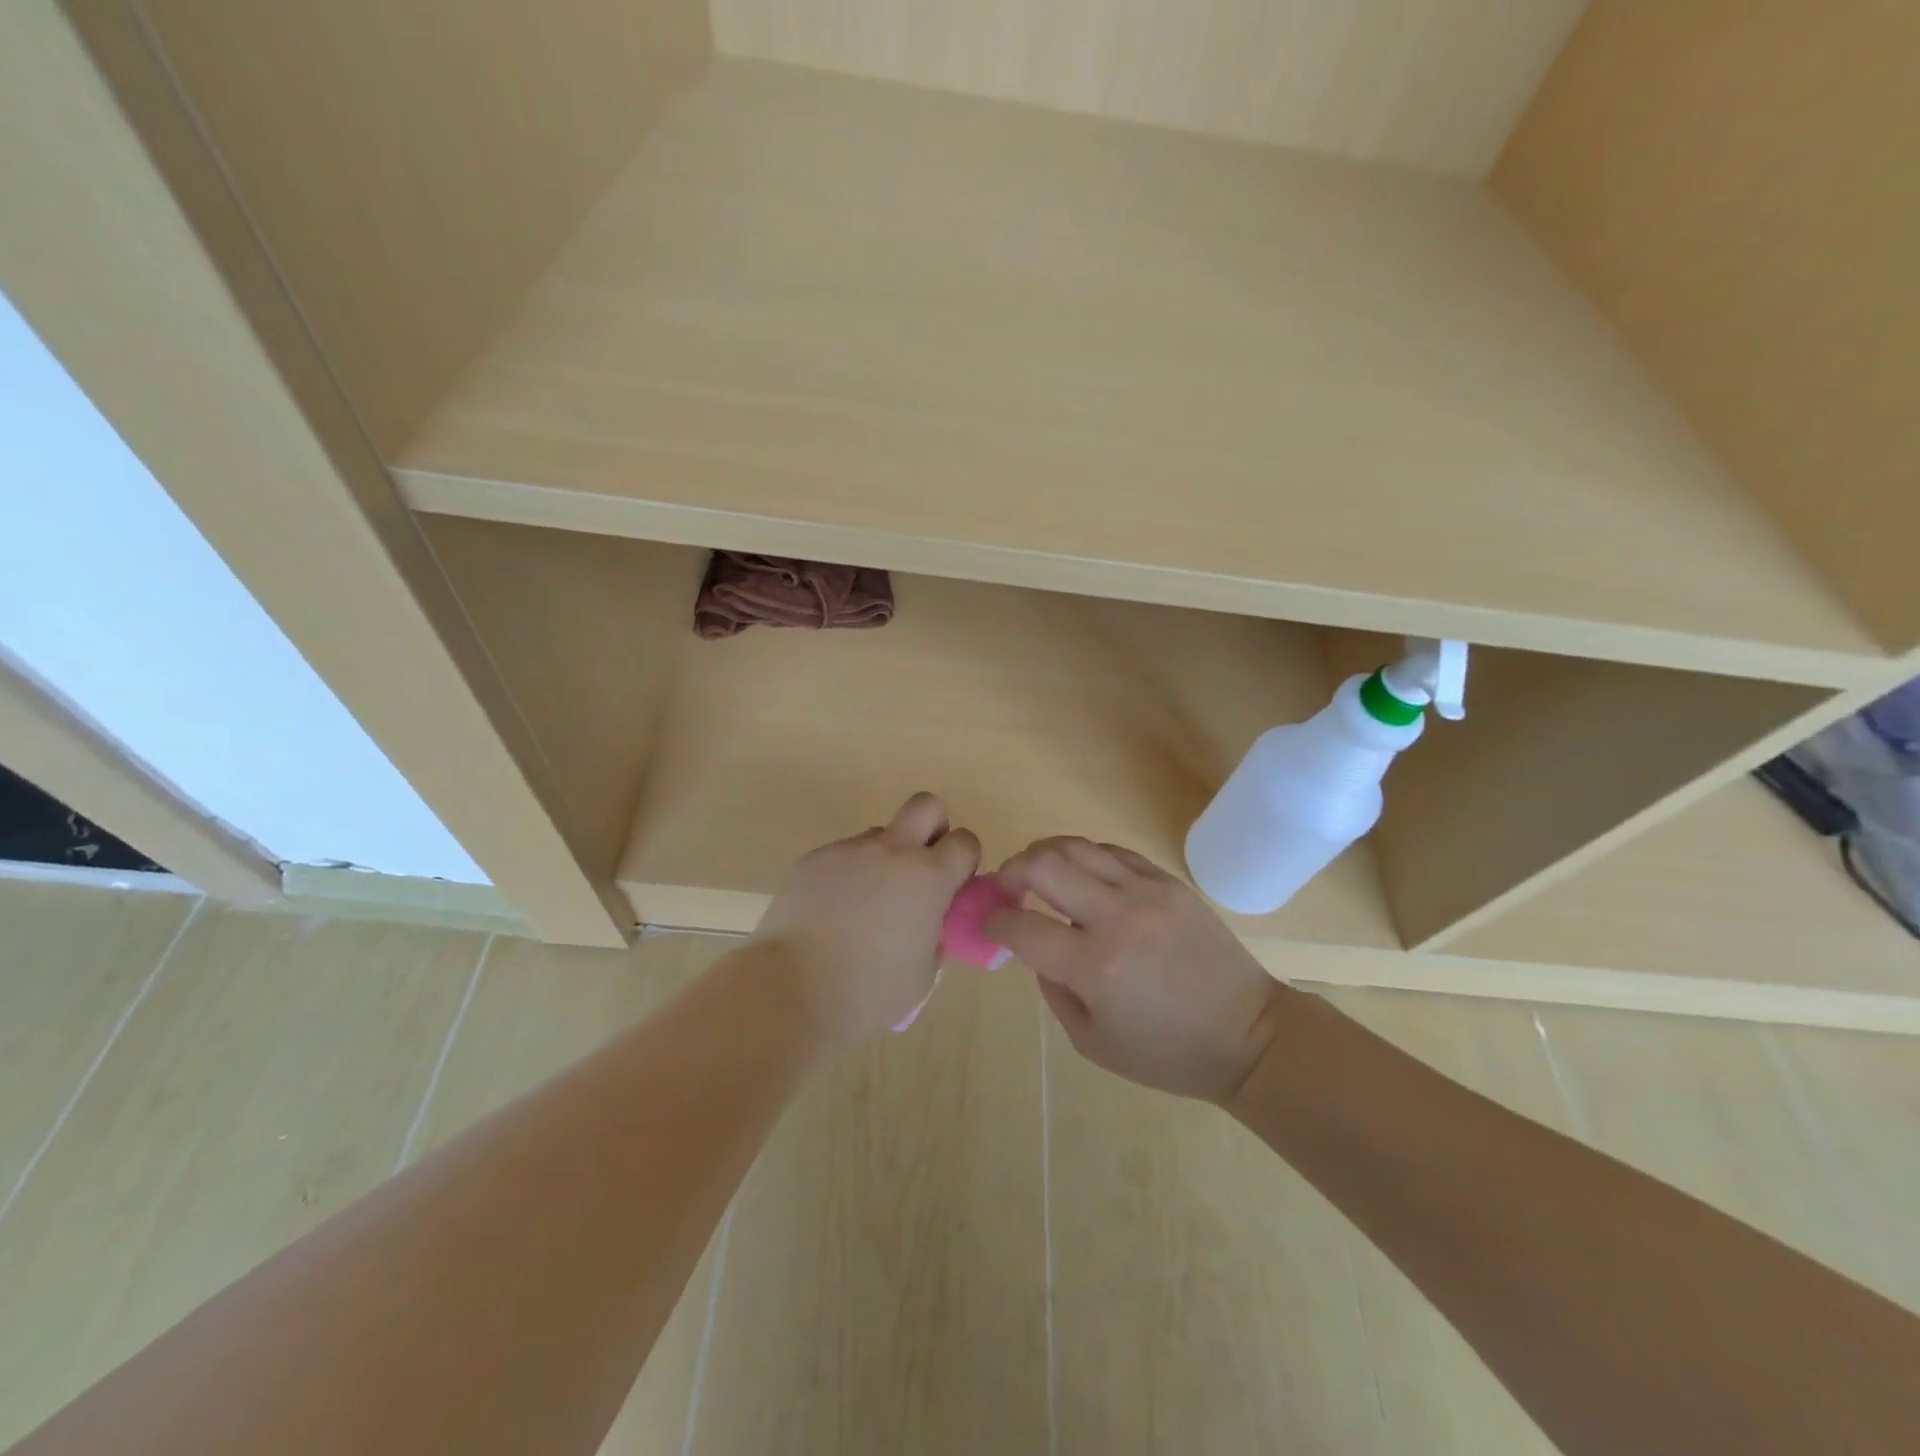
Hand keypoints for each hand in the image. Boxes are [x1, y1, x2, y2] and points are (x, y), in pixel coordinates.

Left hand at [751, 793, 980, 1044]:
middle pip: (926, 805)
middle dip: (932, 828)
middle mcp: (892, 851)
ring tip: (866, 904)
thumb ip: (935, 938)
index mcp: (929, 878)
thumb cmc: (868, 992)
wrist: (790, 990)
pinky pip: (843, 855)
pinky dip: (847, 874)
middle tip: (920, 869)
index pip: (965, 842)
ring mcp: (849, 850)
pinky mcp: (813, 859)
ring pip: (879, 834)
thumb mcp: (923, 975)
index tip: (952, 887)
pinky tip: (832, 912)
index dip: (964, 861)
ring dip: (884, 857)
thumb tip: (930, 925)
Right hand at [988, 837, 1288, 1102]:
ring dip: (1044, 855)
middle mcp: (1116, 917)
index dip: (994, 921)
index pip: (1021, 925)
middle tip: (1008, 888)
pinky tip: (1082, 875)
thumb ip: (1053, 989)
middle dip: (1012, 871)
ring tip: (1038, 873)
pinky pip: (1112, 851)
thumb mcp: (1092, 1041)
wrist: (1248, 1035)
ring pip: (1075, 846)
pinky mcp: (1167, 881)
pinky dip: (1085, 857)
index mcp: (1094, 966)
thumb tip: (1034, 947)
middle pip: (1042, 865)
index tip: (990, 923)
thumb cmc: (1166, 1052)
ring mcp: (1145, 891)